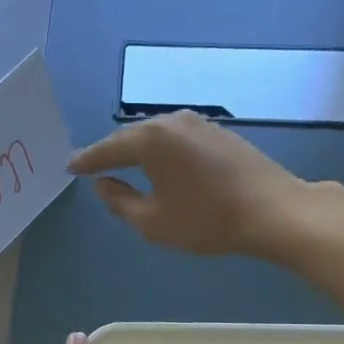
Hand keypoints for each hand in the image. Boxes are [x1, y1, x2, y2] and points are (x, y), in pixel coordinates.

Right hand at [68, 110, 310, 257]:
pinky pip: (177, 138)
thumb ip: (120, 202)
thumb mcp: (152, 222)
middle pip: (132, 136)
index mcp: (151, 139)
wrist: (273, 211)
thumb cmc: (206, 220)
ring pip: (157, 135)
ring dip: (138, 150)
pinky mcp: (219, 132)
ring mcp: (199, 123)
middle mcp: (172, 121)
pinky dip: (162, 151)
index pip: (108, 149)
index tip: (70, 166)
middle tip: (92, 166)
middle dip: (112, 152)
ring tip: (123, 165)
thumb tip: (103, 185)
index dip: (87, 160)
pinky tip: (161, 165)